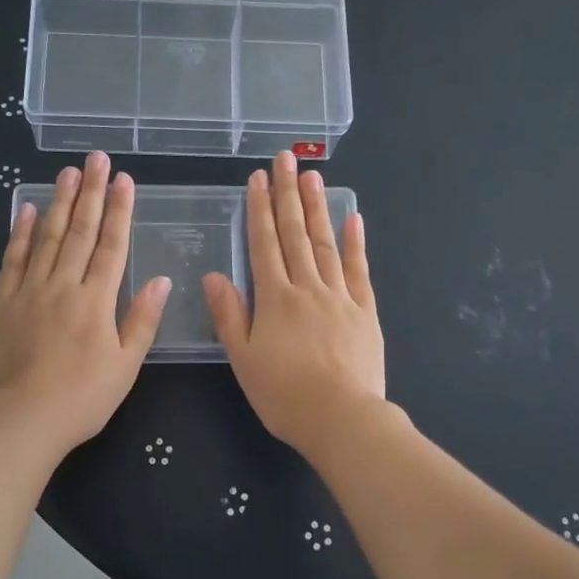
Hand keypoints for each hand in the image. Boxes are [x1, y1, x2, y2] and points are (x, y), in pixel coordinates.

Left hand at [0, 151, 171, 452]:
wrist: (21, 418)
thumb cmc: (82, 397)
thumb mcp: (126, 366)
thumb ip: (142, 320)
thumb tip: (162, 280)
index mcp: (96, 300)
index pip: (112, 245)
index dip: (120, 211)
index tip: (124, 180)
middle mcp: (63, 285)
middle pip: (79, 231)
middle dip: (90, 193)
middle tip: (95, 158)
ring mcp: (29, 290)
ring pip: (45, 237)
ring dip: (58, 202)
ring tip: (67, 173)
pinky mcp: (2, 302)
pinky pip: (12, 259)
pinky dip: (18, 232)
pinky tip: (24, 209)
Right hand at [203, 152, 385, 455]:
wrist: (342, 419)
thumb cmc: (285, 395)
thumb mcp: (244, 360)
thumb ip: (229, 315)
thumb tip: (213, 275)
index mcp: (275, 299)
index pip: (264, 244)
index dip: (259, 209)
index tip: (257, 179)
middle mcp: (307, 288)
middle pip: (296, 234)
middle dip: (287, 194)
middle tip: (285, 159)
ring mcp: (340, 297)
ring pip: (325, 244)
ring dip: (317, 208)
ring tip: (312, 176)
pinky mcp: (365, 311)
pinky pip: (358, 270)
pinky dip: (355, 243)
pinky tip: (353, 218)